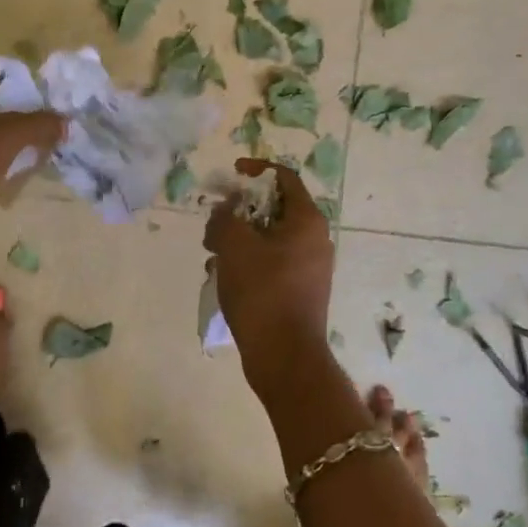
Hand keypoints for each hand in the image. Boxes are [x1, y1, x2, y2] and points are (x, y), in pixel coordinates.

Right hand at [204, 158, 334, 395]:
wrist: (285, 356)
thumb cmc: (262, 292)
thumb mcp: (234, 245)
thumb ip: (225, 217)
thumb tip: (226, 210)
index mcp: (307, 220)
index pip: (284, 178)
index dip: (256, 169)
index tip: (231, 174)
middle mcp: (315, 239)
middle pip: (274, 209)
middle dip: (239, 211)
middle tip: (214, 224)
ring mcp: (310, 267)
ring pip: (269, 239)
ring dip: (238, 239)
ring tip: (212, 255)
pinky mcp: (299, 291)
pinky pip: (271, 263)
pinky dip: (247, 263)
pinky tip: (222, 279)